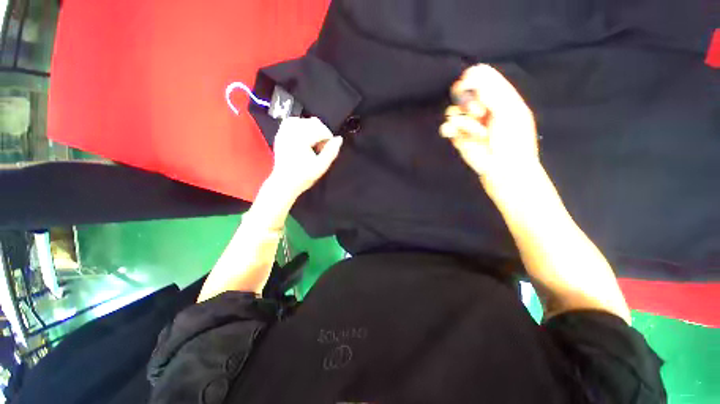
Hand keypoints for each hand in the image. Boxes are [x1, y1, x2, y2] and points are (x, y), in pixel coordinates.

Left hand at [269, 117, 342, 201]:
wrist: (285, 183)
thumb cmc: (303, 177)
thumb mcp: (321, 167)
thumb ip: (332, 152)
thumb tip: (339, 139)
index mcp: (301, 140)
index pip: (321, 130)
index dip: (329, 138)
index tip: (329, 148)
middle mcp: (291, 133)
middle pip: (313, 123)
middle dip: (321, 133)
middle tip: (322, 147)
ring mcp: (284, 133)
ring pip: (303, 120)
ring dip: (312, 128)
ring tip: (314, 141)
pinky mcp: (280, 135)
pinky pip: (291, 122)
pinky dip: (300, 125)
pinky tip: (304, 135)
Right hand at [440, 64, 540, 199]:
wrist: (504, 169)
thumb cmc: (514, 140)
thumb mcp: (510, 111)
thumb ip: (492, 91)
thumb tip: (470, 75)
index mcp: (498, 96)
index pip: (481, 75)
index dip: (472, 77)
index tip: (468, 85)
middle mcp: (481, 107)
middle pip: (461, 90)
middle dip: (465, 99)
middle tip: (476, 112)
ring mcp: (468, 123)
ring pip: (452, 110)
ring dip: (463, 121)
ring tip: (477, 133)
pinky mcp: (458, 137)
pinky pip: (446, 126)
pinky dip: (448, 129)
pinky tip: (452, 134)